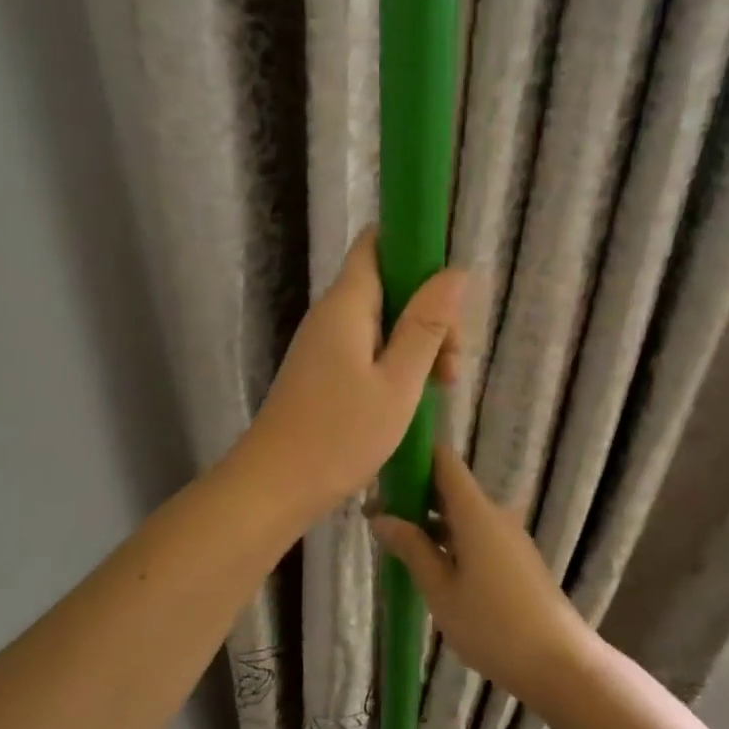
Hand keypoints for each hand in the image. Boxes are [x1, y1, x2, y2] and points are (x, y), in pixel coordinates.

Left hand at [234, 229, 464, 521]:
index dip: (415, 247)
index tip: (450, 286)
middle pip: (388, 284)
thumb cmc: (339, 435)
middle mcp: (332, 315)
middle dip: (429, 311)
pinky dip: (397, 362)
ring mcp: (325, 344)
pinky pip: (368, 348)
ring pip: (382, 321)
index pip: (377, 242)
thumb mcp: (398, 382)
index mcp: (347, 304)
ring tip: (443, 385)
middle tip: (452, 360)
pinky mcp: (324, 371)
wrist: (274, 486)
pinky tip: (416, 396)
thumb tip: (454, 271)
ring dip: (418, 342)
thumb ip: (426, 325)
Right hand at [370, 445, 596, 704]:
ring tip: (392, 541)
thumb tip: (380, 517)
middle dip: (412, 493)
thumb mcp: (441, 590)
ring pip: (460, 512)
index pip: (443, 459)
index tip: (380, 471)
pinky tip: (427, 562)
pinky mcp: (514, 557)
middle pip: (449, 485)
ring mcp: (507, 535)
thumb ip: (412, 548)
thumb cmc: (493, 626)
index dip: (412, 456)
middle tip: (374, 514)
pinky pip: (474, 532)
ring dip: (428, 519)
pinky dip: (447, 537)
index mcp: (475, 512)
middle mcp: (493, 513)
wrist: (559, 663)